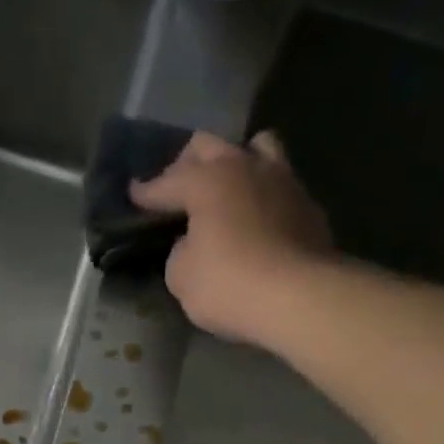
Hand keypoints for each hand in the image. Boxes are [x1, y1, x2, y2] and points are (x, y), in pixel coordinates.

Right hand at [129, 130, 334, 346]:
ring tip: (227, 186)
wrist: (300, 298)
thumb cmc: (229, 285)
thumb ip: (180, 251)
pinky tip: (257, 216)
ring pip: (257, 147)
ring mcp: (283, 181)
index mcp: (207, 180)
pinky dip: (263, 194)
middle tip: (177, 187)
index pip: (167, 182)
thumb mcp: (181, 277)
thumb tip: (192, 243)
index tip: (133, 194)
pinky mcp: (309, 206)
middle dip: (187, 163)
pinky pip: (280, 184)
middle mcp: (245, 167)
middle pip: (210, 146)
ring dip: (236, 161)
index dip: (146, 192)